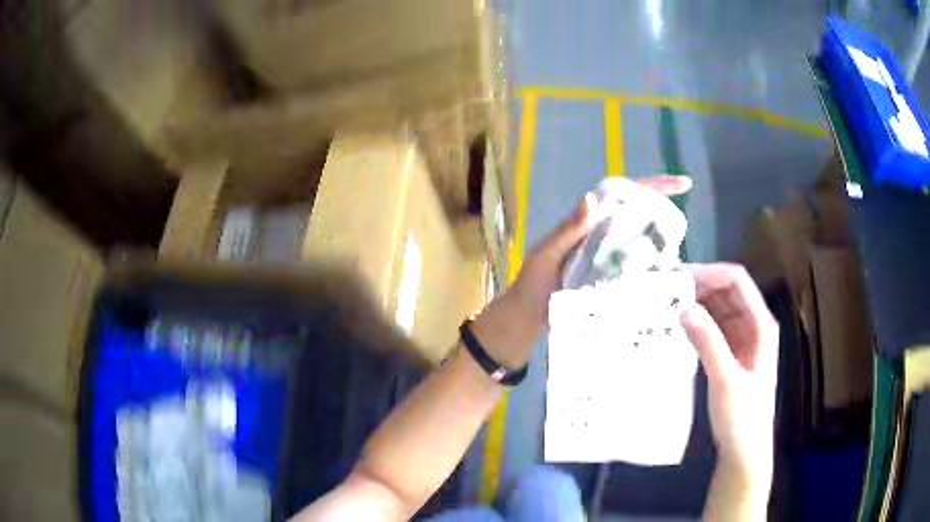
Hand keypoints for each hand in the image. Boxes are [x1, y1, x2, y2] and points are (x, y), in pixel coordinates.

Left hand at [472, 175, 692, 368]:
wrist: (525, 319)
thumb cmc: (532, 283)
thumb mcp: (547, 254)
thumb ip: (567, 229)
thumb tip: (593, 198)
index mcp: (587, 222)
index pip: (622, 194)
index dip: (652, 186)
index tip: (682, 184)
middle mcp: (601, 235)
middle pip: (637, 215)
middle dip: (663, 213)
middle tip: (686, 226)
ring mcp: (607, 258)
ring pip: (640, 242)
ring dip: (661, 242)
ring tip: (683, 251)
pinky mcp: (610, 280)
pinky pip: (635, 268)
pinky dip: (650, 269)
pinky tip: (666, 277)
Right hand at [681, 264, 778, 483]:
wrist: (744, 451)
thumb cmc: (742, 416)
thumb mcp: (725, 379)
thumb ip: (707, 342)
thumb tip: (683, 307)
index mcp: (761, 325)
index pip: (737, 282)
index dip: (710, 273)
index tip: (678, 277)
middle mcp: (753, 326)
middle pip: (727, 292)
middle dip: (699, 287)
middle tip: (666, 291)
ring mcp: (742, 341)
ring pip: (719, 310)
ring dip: (696, 305)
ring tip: (666, 306)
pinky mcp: (731, 355)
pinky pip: (713, 329)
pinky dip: (697, 324)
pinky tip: (677, 328)